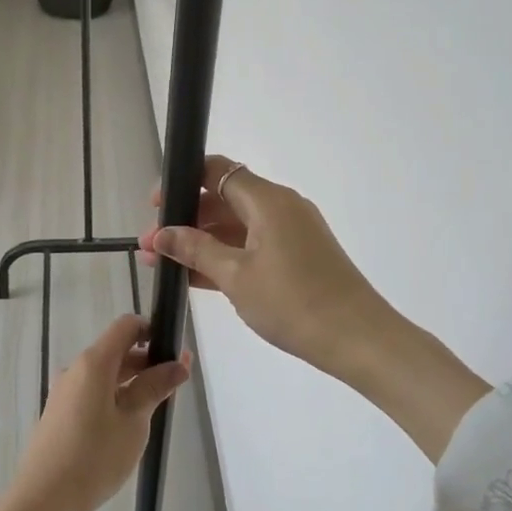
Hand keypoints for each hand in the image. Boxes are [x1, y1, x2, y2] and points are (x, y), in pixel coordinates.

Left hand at [0, 315, 189, 510]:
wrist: (44, 500)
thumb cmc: (95, 457)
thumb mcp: (134, 421)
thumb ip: (156, 387)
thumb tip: (179, 363)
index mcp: (94, 362)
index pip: (126, 326)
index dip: (153, 331)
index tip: (175, 352)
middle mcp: (76, 369)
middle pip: (117, 350)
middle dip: (148, 361)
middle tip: (176, 385)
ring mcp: (66, 391)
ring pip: (106, 374)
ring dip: (133, 382)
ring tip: (158, 408)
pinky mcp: (61, 413)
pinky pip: (94, 392)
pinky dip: (116, 397)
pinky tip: (131, 424)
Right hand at [138, 156, 385, 379]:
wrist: (358, 339)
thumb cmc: (294, 302)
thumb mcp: (236, 276)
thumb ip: (196, 250)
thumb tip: (162, 233)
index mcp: (268, 200)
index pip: (217, 171)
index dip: (182, 181)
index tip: (155, 207)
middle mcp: (281, 207)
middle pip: (224, 199)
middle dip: (186, 219)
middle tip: (153, 246)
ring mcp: (292, 233)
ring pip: (237, 227)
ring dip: (202, 242)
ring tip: (165, 265)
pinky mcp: (298, 257)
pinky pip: (253, 246)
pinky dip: (226, 257)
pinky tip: (196, 278)